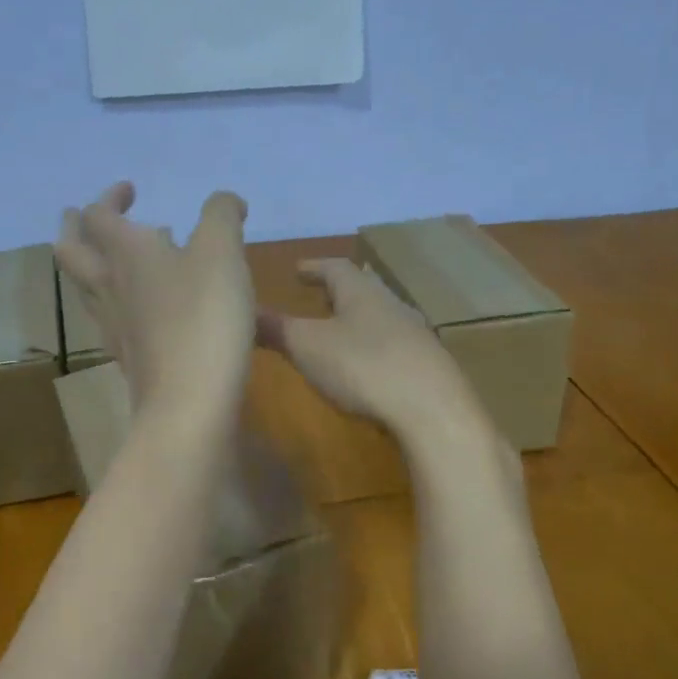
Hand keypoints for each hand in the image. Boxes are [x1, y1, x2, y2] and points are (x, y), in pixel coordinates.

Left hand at [56, 182, 255, 419]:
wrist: (189, 401)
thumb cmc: (204, 315)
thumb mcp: (223, 251)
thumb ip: (222, 215)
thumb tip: (225, 202)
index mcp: (125, 252)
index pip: (98, 215)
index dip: (109, 197)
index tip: (130, 191)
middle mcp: (108, 286)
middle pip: (70, 252)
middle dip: (75, 229)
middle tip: (85, 217)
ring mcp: (113, 326)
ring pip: (86, 288)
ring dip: (94, 265)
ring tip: (120, 259)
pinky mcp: (128, 357)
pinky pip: (110, 318)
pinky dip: (120, 300)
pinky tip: (147, 307)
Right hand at [256, 258, 475, 435]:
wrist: (433, 411)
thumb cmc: (363, 367)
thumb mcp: (307, 346)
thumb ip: (276, 328)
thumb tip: (244, 309)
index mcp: (361, 292)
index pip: (336, 267)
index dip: (314, 267)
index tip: (298, 269)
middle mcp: (391, 305)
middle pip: (363, 289)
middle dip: (339, 291)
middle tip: (319, 295)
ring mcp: (415, 335)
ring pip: (380, 316)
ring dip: (358, 319)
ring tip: (339, 330)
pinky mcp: (427, 366)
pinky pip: (393, 345)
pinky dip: (373, 346)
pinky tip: (367, 366)